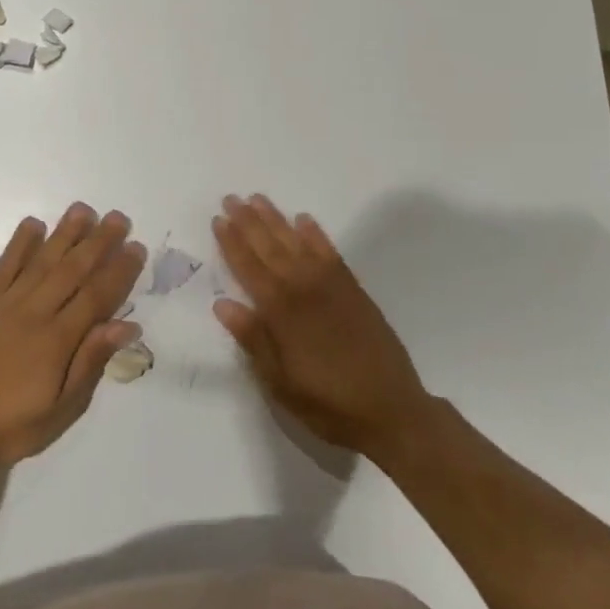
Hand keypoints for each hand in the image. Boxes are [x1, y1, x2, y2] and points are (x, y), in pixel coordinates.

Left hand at [0, 204, 145, 472]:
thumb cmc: (11, 428)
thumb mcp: (61, 410)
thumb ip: (90, 363)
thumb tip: (125, 325)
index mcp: (57, 341)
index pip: (96, 297)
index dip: (119, 271)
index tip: (136, 247)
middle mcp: (34, 314)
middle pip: (72, 270)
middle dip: (98, 242)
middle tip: (118, 217)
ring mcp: (5, 305)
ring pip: (41, 261)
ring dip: (64, 234)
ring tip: (82, 209)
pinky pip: (3, 268)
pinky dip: (19, 244)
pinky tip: (33, 224)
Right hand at [212, 194, 431, 461]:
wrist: (391, 409)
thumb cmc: (327, 403)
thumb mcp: (279, 382)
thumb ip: (253, 339)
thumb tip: (223, 304)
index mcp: (281, 312)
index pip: (248, 268)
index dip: (232, 243)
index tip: (218, 219)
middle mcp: (303, 289)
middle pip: (270, 247)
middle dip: (248, 222)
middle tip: (231, 198)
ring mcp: (331, 285)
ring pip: (297, 243)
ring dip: (276, 220)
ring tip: (258, 199)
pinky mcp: (353, 289)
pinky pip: (329, 252)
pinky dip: (315, 234)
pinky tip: (304, 220)